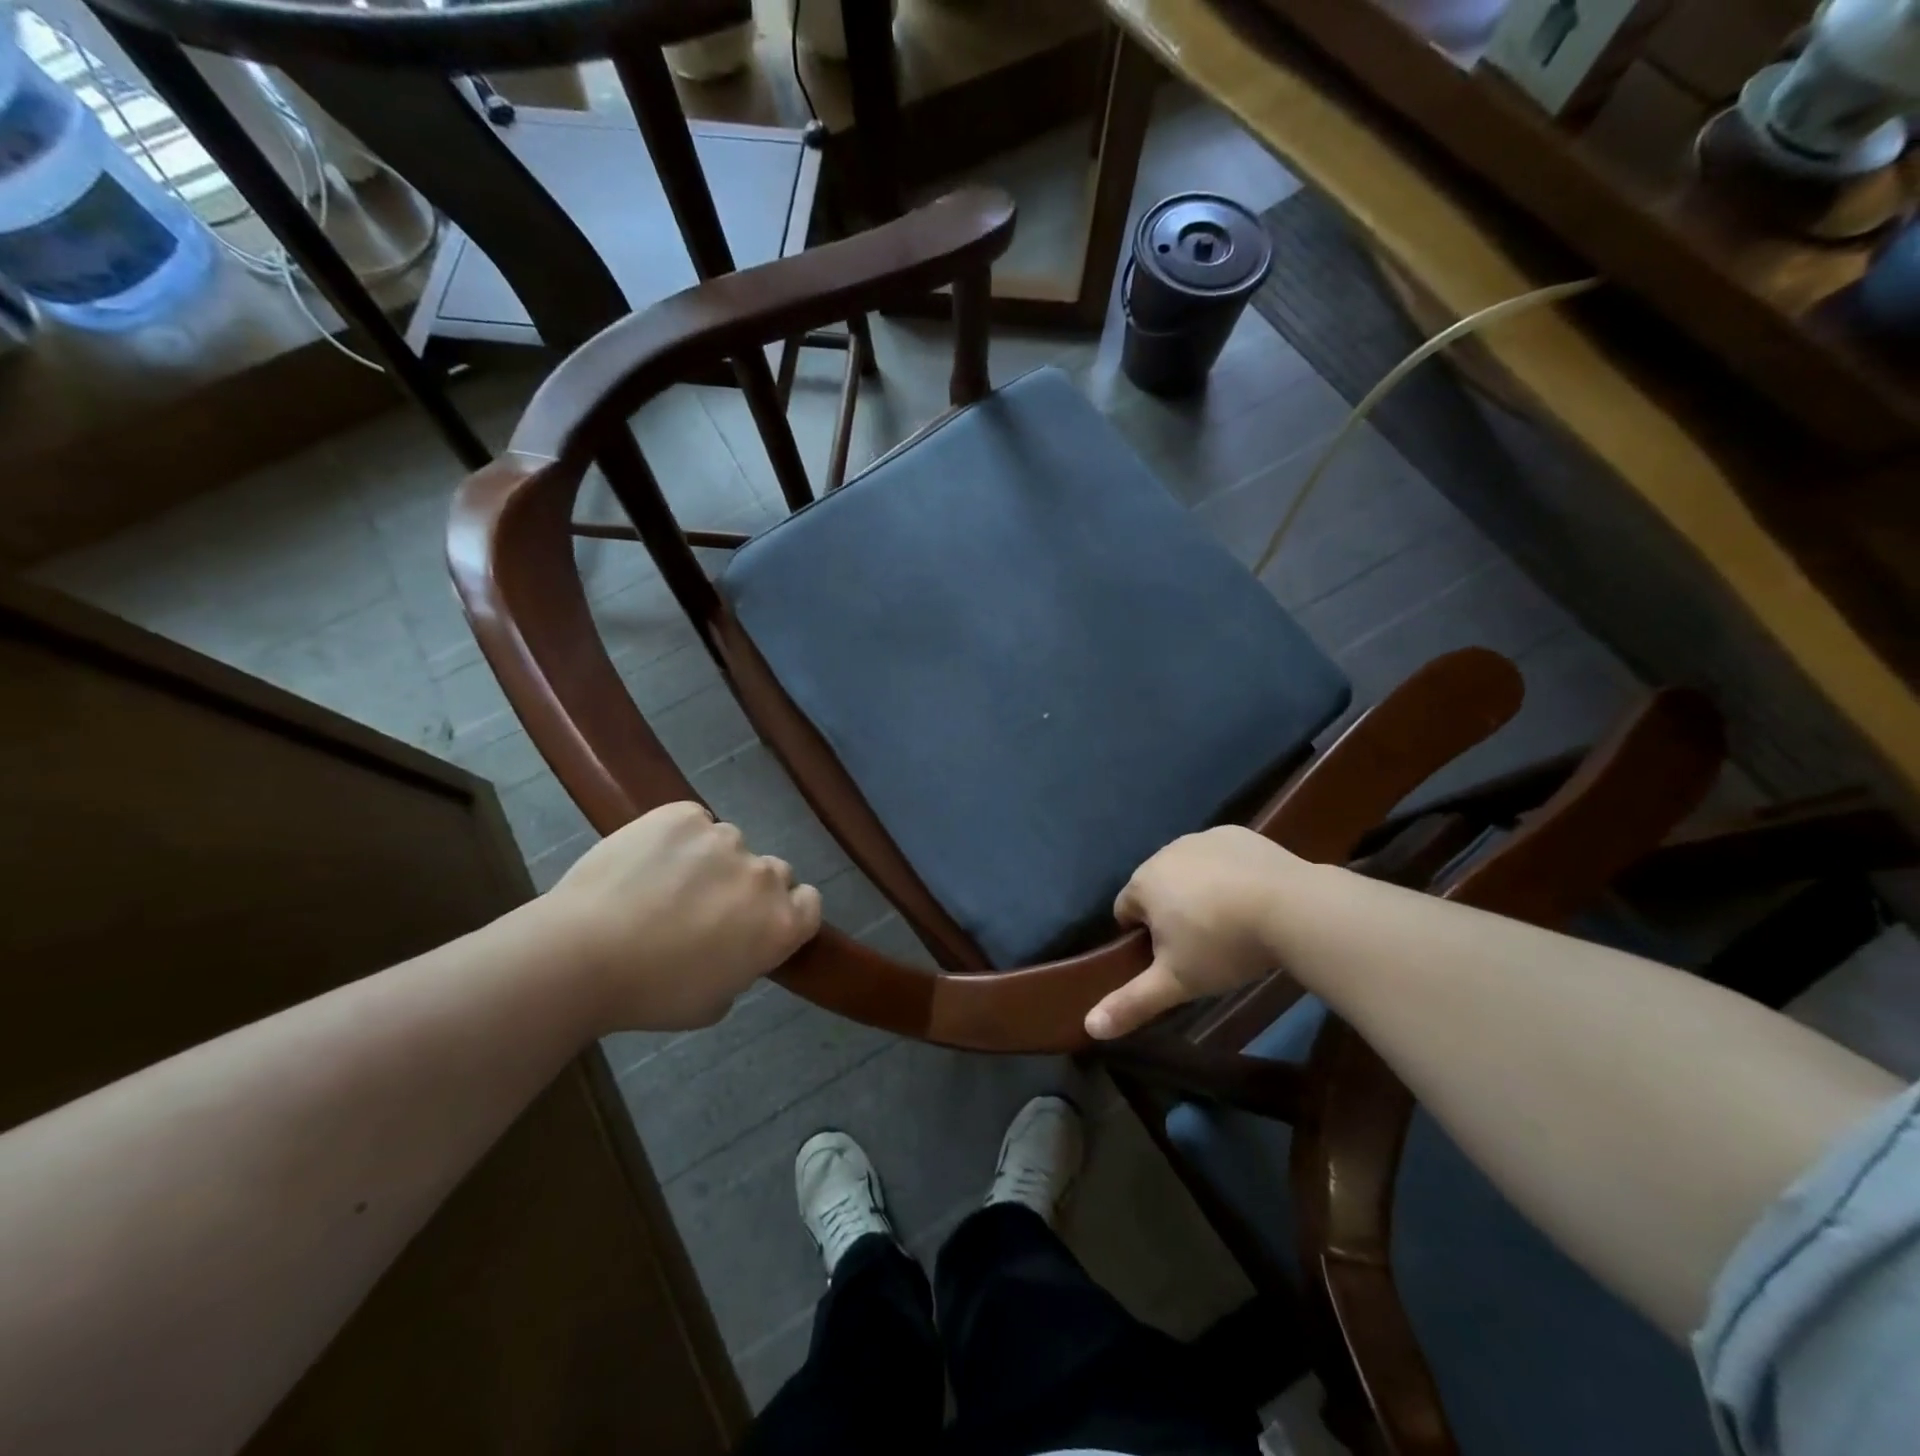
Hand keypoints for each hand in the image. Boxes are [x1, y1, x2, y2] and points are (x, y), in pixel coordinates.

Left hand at [545, 802, 822, 1031]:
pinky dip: (677, 838)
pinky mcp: (683, 815)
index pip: (809, 903)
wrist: (580, 956)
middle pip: (772, 871)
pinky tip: (645, 862)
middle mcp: (763, 875)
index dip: (787, 911)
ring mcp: (724, 838)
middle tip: (705, 909)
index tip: (757, 924)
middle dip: (747, 887)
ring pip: (728, 845)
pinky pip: (692, 822)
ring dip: (709, 862)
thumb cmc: (651, 994)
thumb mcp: (714, 1002)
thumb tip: (733, 945)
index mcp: (780, 924)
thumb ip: (742, 966)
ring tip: (663, 884)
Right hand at [1086, 826, 1302, 1039]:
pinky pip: (1219, 856)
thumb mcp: (1176, 982)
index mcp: (1143, 882)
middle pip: (1156, 887)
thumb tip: (1090, 1027)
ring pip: (1188, 869)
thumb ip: (1131, 1003)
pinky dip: (1226, 872)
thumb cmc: (1224, 945)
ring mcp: (1202, 838)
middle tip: (1203, 945)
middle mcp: (1165, 852)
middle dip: (1170, 912)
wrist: (1292, 908)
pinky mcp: (1236, 834)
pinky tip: (1251, 896)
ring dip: (1198, 890)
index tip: (1172, 958)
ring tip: (1230, 921)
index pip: (1125, 910)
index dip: (1142, 938)